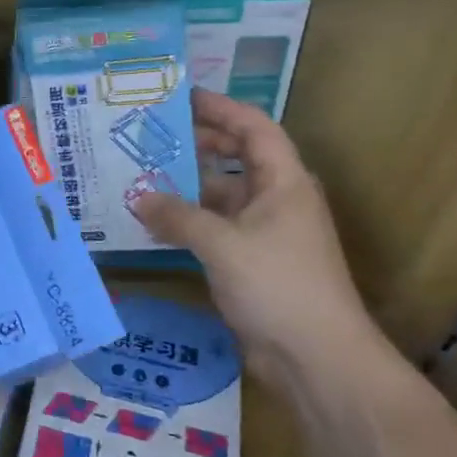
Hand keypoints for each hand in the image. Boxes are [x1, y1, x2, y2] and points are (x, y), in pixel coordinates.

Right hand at [132, 90, 381, 371]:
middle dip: (199, 144)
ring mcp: (267, 233)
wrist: (318, 359)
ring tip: (143, 177)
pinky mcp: (254, 263)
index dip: (220, 108)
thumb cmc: (277, 285)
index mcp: (284, 181)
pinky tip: (156, 225)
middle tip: (153, 135)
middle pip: (238, 157)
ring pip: (224, 196)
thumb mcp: (222, 244)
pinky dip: (191, 223)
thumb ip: (177, 216)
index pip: (253, 127)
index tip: (181, 97)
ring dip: (189, 188)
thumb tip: (138, 197)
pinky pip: (218, 229)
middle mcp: (278, 199)